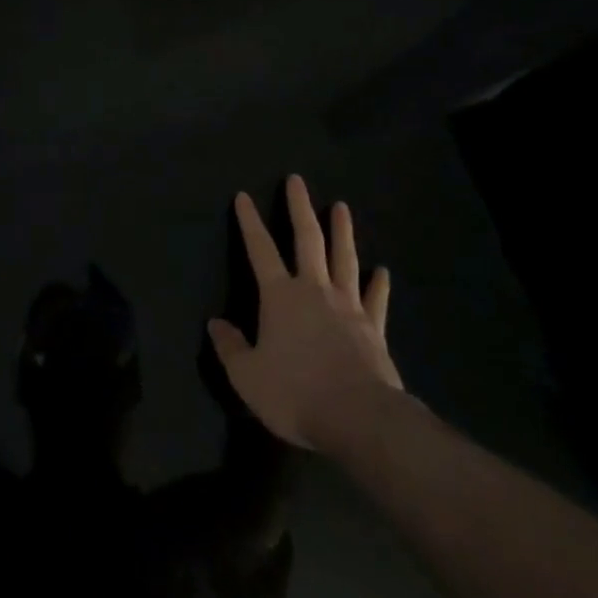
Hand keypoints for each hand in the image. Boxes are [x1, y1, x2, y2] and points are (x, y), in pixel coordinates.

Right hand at [208, 175, 405, 453]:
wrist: (359, 417)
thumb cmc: (296, 393)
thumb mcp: (247, 377)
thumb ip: (230, 348)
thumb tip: (215, 323)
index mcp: (280, 296)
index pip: (260, 249)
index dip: (249, 222)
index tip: (244, 196)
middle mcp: (313, 290)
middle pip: (306, 239)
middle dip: (299, 207)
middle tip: (296, 180)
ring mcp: (348, 306)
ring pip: (344, 258)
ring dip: (342, 231)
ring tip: (341, 206)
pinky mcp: (374, 328)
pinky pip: (376, 300)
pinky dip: (379, 284)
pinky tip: (383, 272)